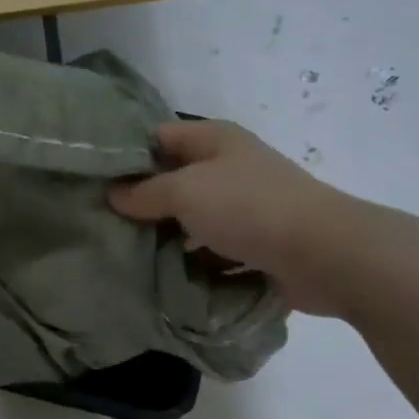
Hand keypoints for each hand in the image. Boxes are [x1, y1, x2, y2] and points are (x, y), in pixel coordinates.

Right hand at [108, 120, 372, 315]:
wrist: (323, 254)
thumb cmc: (247, 208)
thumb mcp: (185, 192)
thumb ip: (145, 193)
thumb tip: (113, 195)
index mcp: (215, 140)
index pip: (159, 137)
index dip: (127, 156)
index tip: (94, 182)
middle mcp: (231, 168)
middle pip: (175, 181)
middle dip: (143, 204)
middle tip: (103, 226)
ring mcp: (247, 209)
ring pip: (194, 221)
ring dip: (168, 240)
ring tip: (127, 259)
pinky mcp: (258, 246)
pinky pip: (215, 253)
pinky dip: (196, 265)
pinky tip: (165, 282)